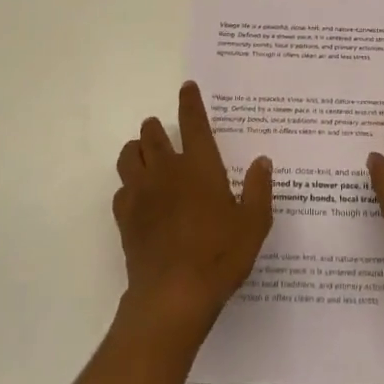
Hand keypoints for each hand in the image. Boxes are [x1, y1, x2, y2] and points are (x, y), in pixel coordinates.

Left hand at [114, 82, 273, 336]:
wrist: (173, 296)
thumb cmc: (220, 255)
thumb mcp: (254, 224)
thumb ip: (259, 189)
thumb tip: (262, 161)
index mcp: (200, 166)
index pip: (193, 123)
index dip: (190, 102)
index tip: (187, 87)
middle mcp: (167, 171)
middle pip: (151, 134)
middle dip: (155, 127)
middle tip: (161, 130)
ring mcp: (142, 193)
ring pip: (128, 156)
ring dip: (136, 149)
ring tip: (145, 156)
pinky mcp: (125, 218)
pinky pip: (120, 189)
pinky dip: (128, 185)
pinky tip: (138, 196)